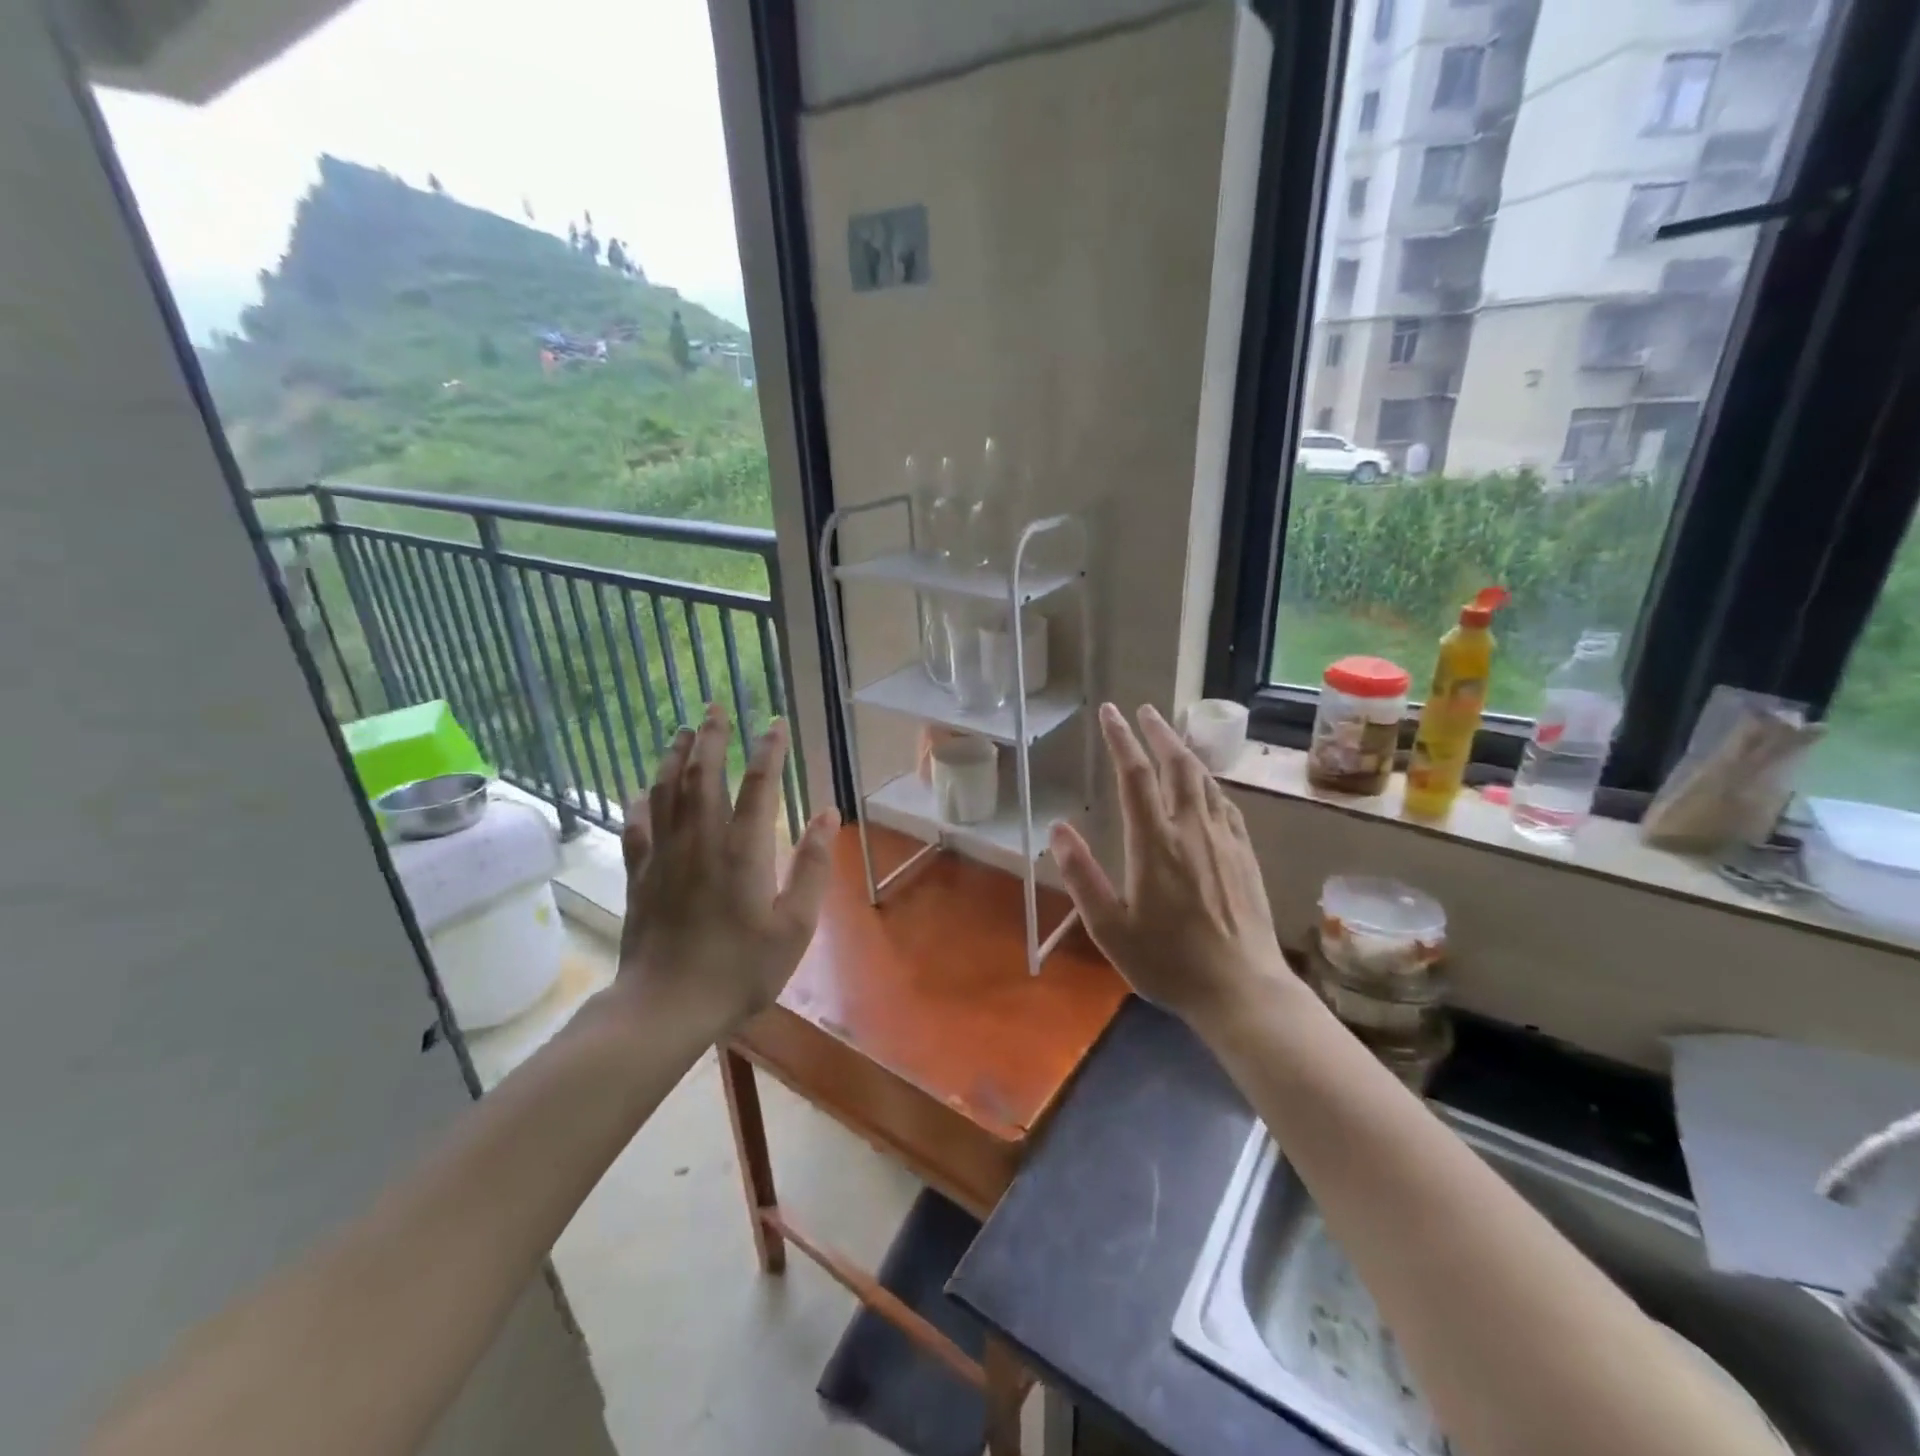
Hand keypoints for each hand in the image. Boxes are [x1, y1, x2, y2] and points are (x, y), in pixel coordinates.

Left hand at [614, 704, 839, 1039]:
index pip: (758, 785)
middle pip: (704, 775)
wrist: (667, 1005)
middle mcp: (702, 841)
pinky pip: (637, 827)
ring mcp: (665, 856)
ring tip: (681, 731)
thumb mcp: (795, 925)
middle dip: (711, 738)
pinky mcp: (640, 875)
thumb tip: (828, 815)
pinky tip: (643, 791)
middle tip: (714, 706)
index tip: (774, 722)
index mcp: (744, 851)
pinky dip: (641, 803)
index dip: (768, 750)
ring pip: (667, 792)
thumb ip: (813, 867)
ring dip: (674, 757)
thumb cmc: (740, 969)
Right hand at [1050, 703, 1289, 1029]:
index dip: (1121, 739)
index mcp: (1155, 844)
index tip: (1110, 713)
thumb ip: (1082, 876)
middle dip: (1158, 732)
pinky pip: (1226, 805)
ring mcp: (1224, 841)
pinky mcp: (1245, 856)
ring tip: (1171, 738)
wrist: (1242, 990)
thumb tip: (1058, 828)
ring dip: (1185, 752)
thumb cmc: (1168, 962)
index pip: (1135, 776)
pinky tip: (1206, 787)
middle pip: (1177, 765)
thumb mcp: (1110, 929)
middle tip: (1144, 710)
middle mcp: (1192, 830)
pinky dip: (1210, 783)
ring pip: (1205, 780)